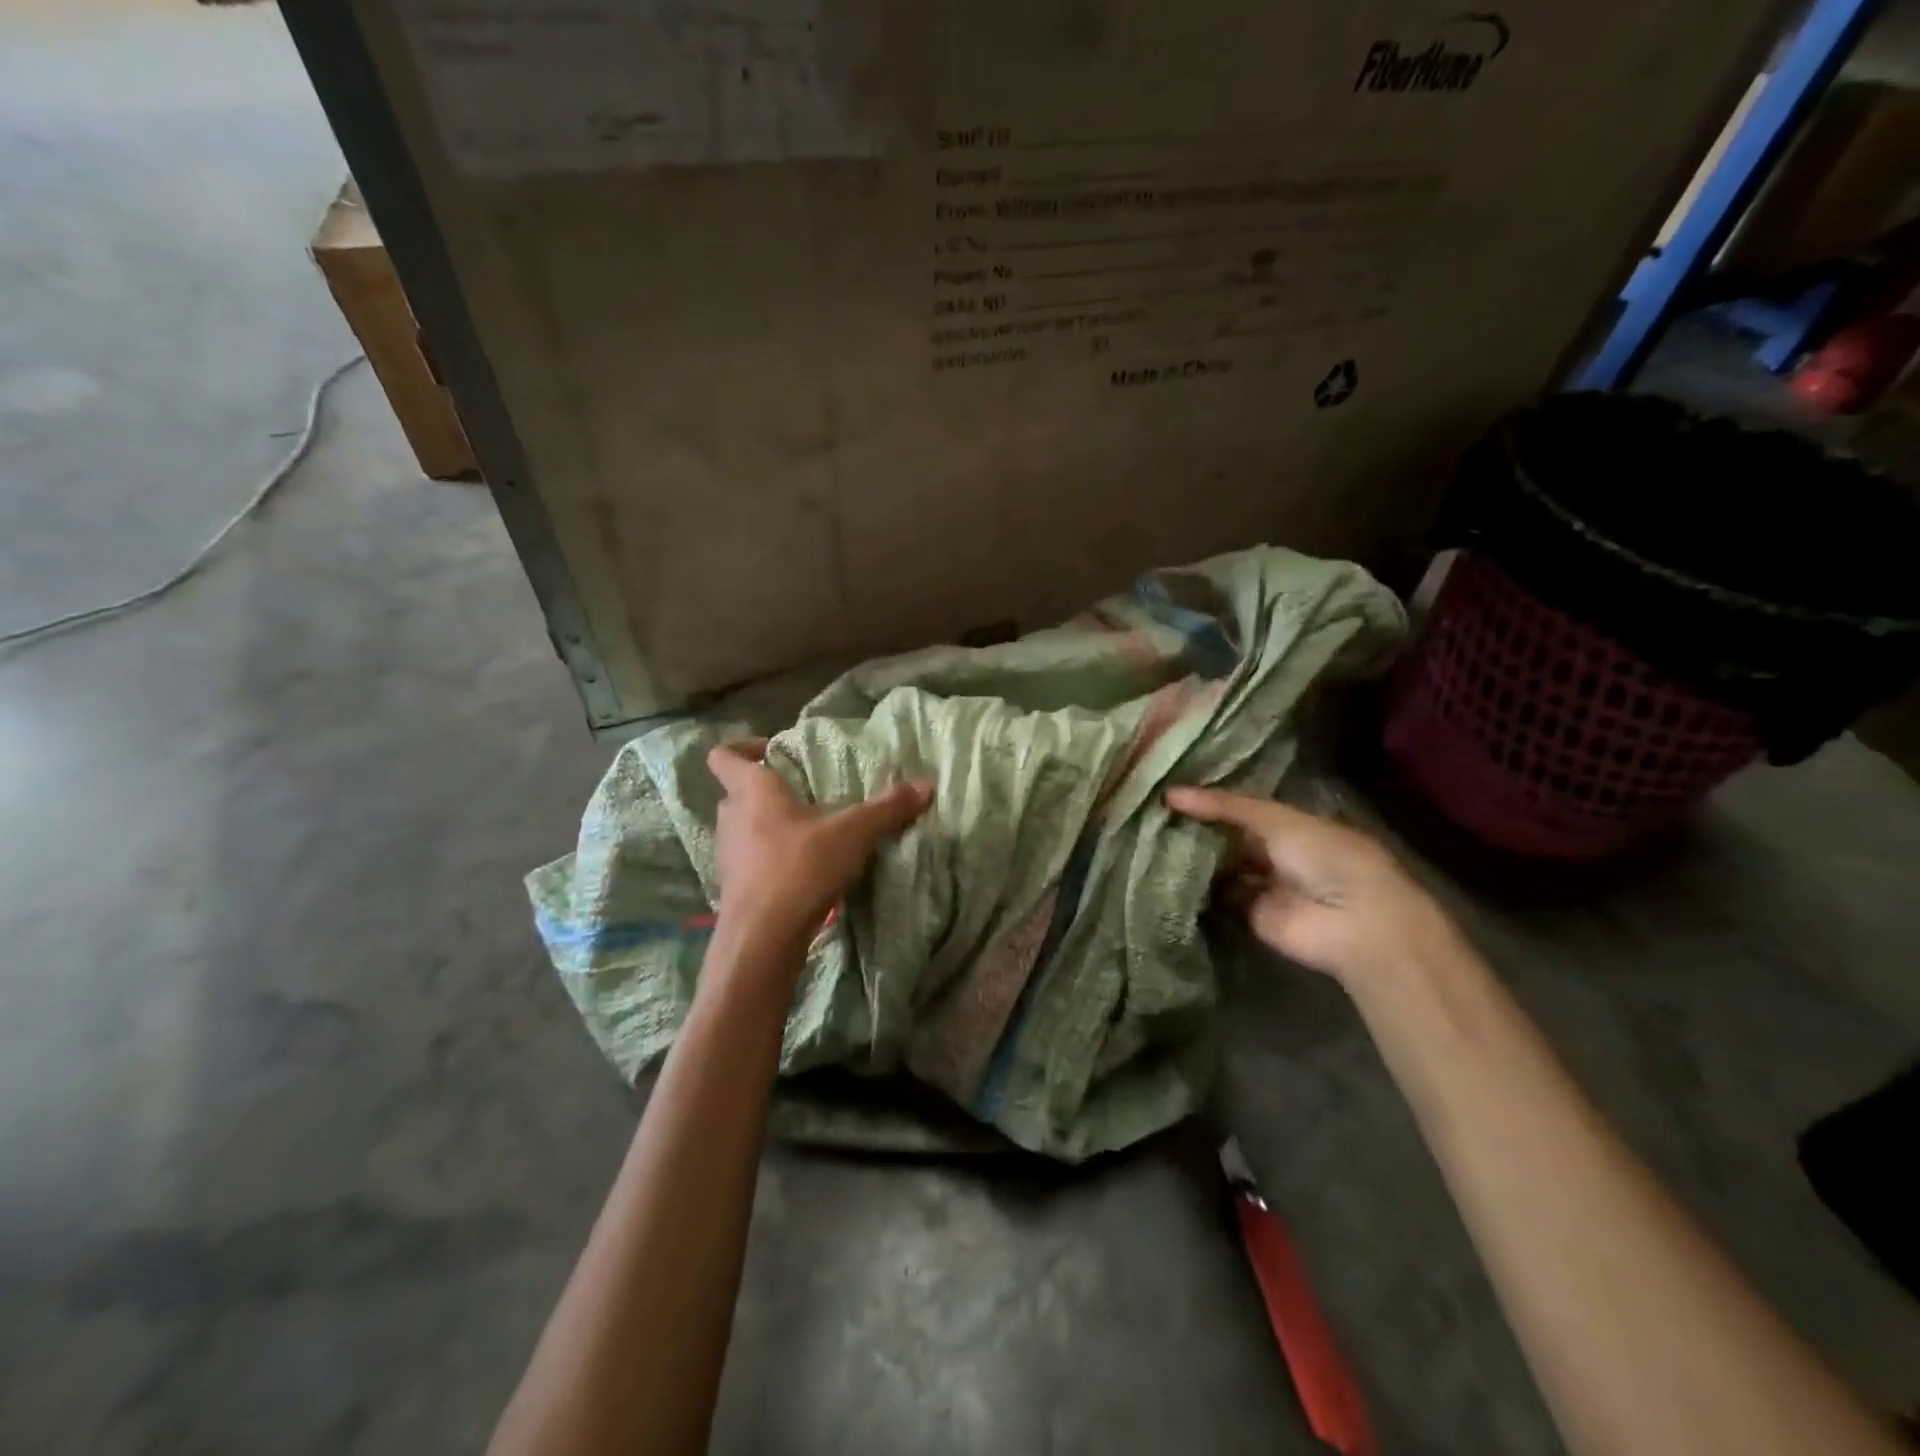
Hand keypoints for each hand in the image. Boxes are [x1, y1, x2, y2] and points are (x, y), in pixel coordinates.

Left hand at [707, 740, 932, 944]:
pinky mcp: (733, 886)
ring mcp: (727, 854)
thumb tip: (927, 784)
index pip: (724, 756)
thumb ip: (888, 807)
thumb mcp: (853, 833)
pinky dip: (769, 858)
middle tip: (802, 793)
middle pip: (737, 792)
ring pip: (742, 827)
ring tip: (807, 832)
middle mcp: (731, 817)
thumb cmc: (801, 867)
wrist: (763, 937)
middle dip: (765, 790)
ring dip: (768, 826)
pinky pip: (749, 859)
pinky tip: (801, 869)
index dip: (742, 747)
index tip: (772, 751)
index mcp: (753, 791)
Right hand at [1166, 787, 1456, 986]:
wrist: (1352, 921)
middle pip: (1231, 839)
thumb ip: (1225, 806)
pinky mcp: (1252, 917)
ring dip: (1194, 859)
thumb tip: (1171, 793)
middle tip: (1153, 816)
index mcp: (1292, 825)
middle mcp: (1278, 854)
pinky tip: (1163, 874)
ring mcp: (1265, 886)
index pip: (1244, 808)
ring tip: (1151, 841)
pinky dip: (1197, 891)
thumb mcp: (1275, 819)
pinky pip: (1219, 900)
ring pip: (1223, 869)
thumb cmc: (1324, 856)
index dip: (1212, 801)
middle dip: (1198, 829)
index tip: (1172, 792)